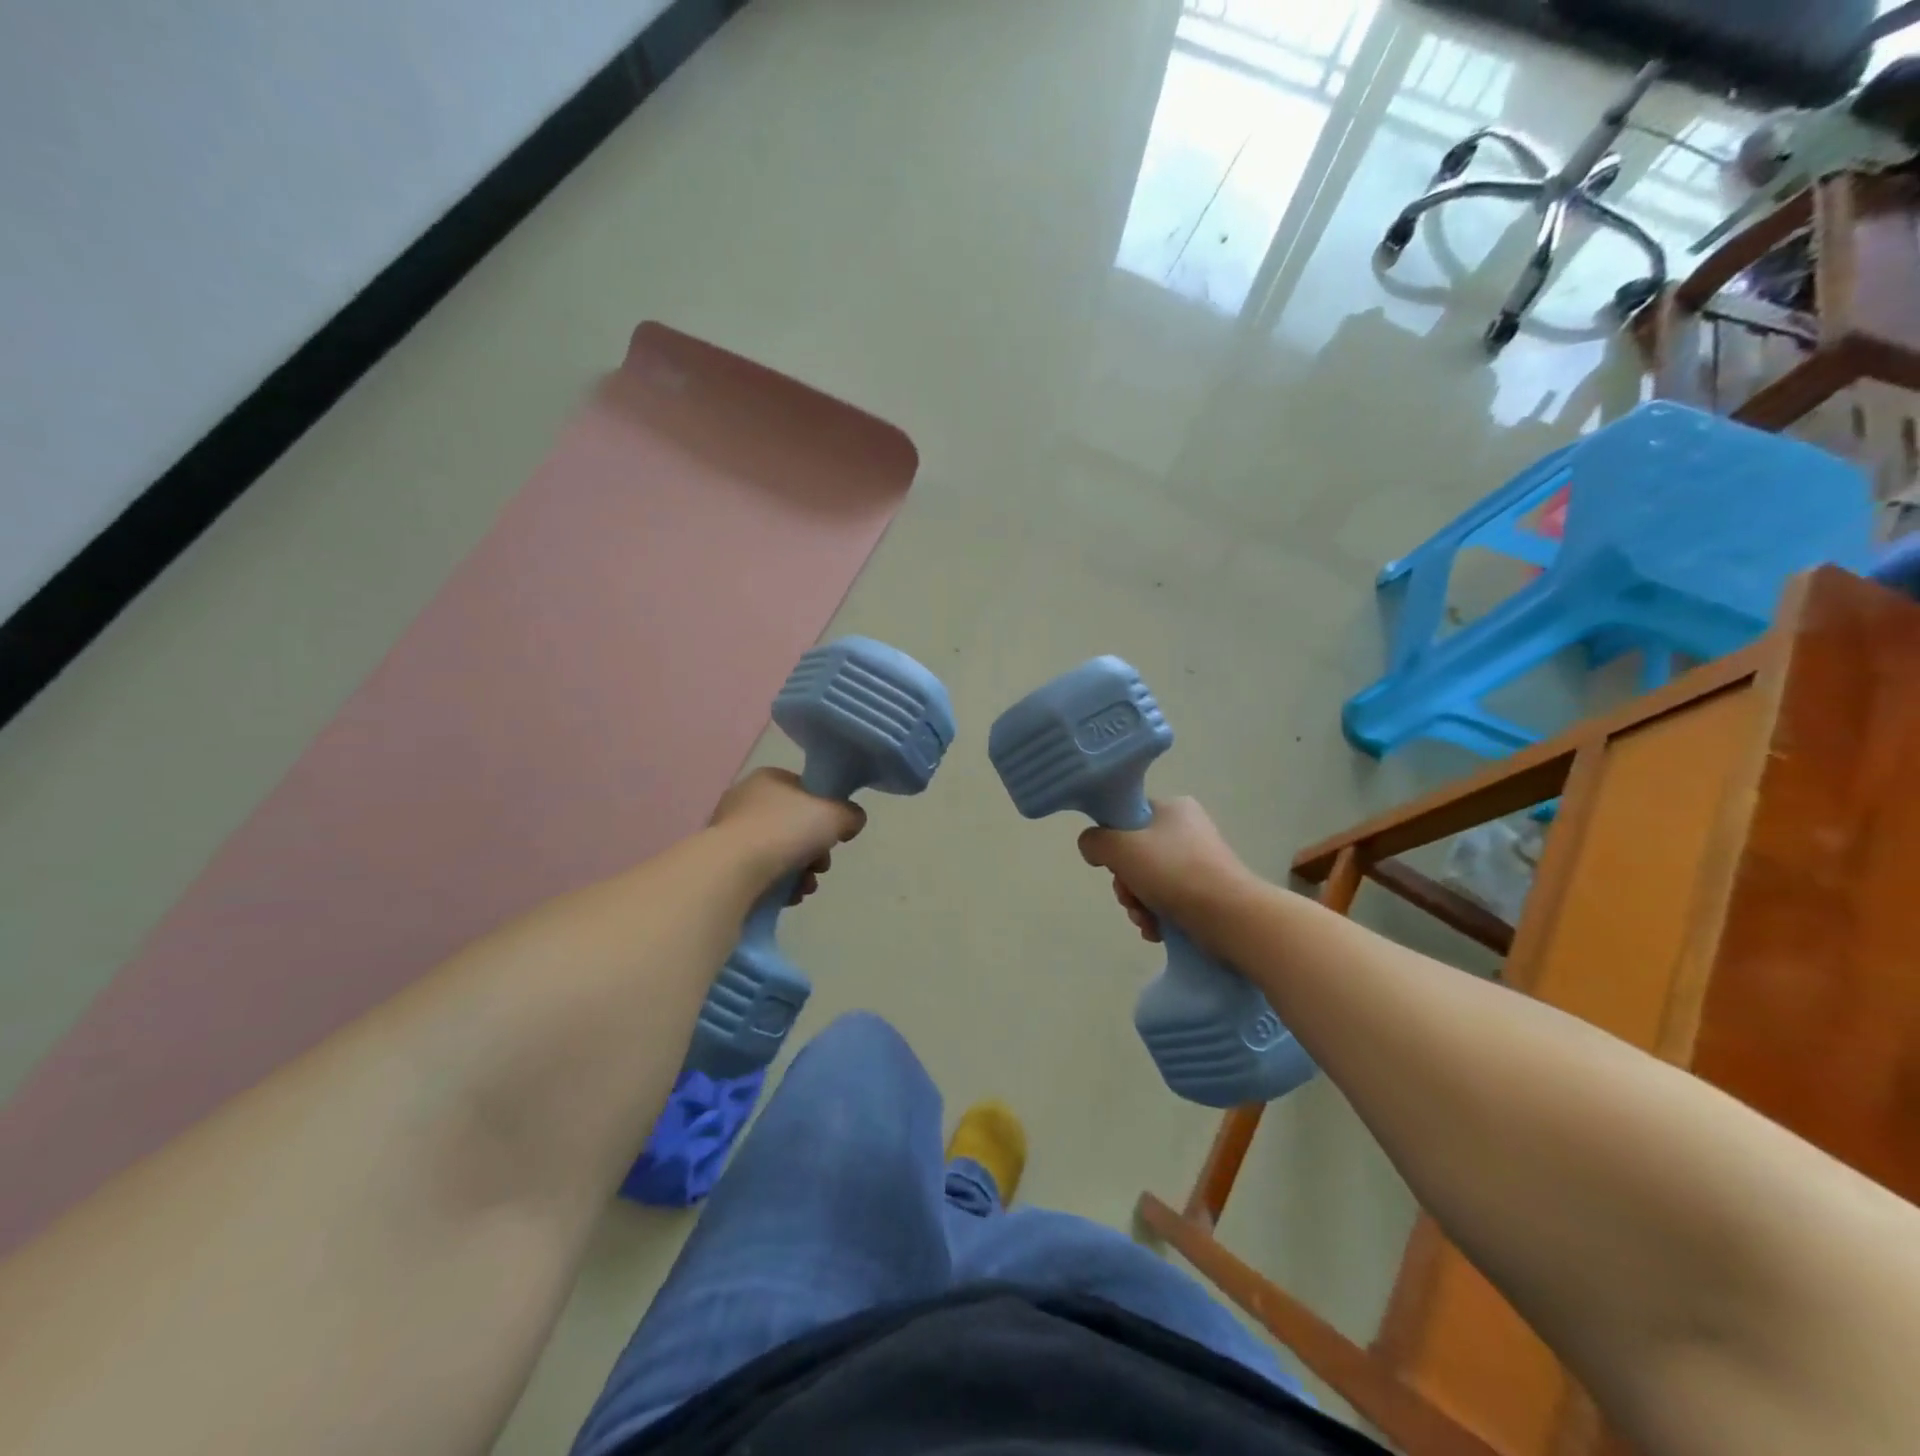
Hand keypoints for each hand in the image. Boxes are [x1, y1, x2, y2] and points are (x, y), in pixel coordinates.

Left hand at [711, 767, 866, 902]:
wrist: (733, 870)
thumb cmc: (786, 830)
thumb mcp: (835, 814)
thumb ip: (850, 814)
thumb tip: (852, 821)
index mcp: (769, 779)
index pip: (805, 790)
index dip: (826, 812)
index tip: (835, 834)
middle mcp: (746, 800)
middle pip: (795, 825)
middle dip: (815, 850)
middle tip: (821, 865)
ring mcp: (731, 834)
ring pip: (781, 853)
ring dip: (801, 872)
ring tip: (806, 887)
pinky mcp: (724, 865)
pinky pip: (762, 873)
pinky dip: (780, 885)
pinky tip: (789, 896)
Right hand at [1078, 797, 1256, 941]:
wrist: (1231, 917)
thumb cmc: (1174, 873)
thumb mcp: (1121, 848)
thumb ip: (1095, 842)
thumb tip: (1092, 847)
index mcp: (1173, 808)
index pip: (1128, 818)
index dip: (1113, 843)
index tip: (1113, 865)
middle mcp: (1188, 830)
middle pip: (1135, 854)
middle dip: (1125, 883)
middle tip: (1130, 898)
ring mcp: (1200, 862)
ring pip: (1149, 881)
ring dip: (1138, 904)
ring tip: (1145, 919)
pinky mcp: (1208, 892)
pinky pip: (1169, 900)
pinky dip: (1158, 916)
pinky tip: (1157, 930)